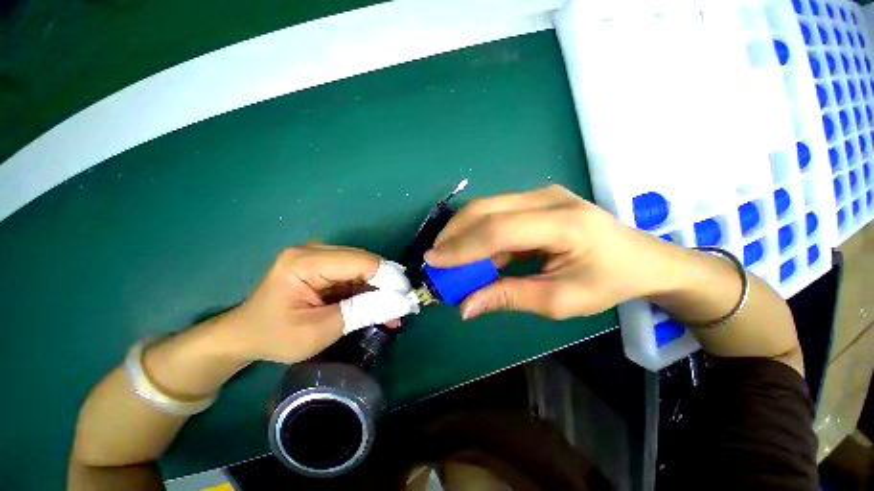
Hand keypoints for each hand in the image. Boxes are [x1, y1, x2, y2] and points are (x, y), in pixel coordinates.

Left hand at [225, 244, 397, 363]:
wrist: (246, 335)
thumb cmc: (276, 336)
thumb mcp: (320, 330)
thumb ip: (362, 312)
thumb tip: (401, 303)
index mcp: (306, 262)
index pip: (361, 261)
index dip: (388, 277)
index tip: (407, 297)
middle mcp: (315, 250)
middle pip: (365, 261)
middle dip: (387, 283)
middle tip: (404, 305)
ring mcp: (320, 256)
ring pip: (364, 267)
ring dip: (381, 288)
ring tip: (394, 310)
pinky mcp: (325, 265)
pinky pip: (356, 274)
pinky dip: (369, 290)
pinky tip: (380, 305)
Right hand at [424, 185, 675, 319]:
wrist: (639, 258)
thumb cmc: (606, 282)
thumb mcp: (559, 301)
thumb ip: (509, 298)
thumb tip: (465, 306)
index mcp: (564, 224)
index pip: (499, 230)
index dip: (462, 247)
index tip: (433, 262)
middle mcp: (548, 198)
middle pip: (487, 209)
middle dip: (454, 234)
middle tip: (435, 259)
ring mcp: (541, 194)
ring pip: (487, 207)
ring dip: (463, 232)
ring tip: (448, 257)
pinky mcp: (535, 199)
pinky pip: (497, 212)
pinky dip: (478, 232)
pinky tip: (472, 251)